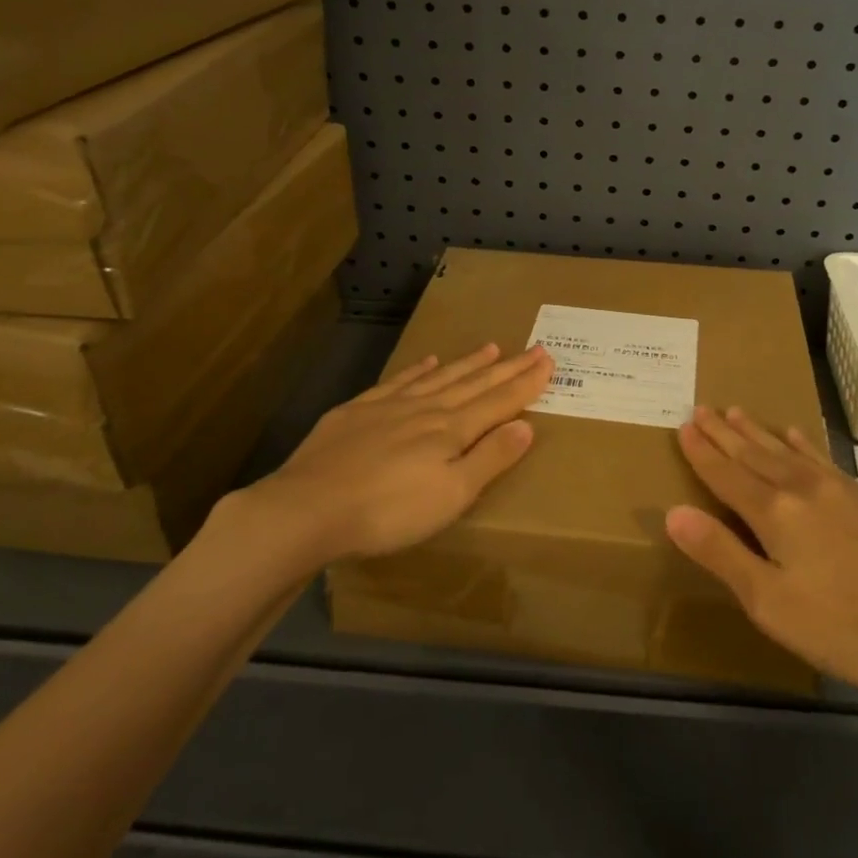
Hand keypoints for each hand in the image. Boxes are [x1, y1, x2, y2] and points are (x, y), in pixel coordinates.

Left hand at [232, 342, 552, 567]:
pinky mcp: (358, 411)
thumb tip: (526, 426)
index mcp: (452, 431)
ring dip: (469, 363)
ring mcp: (390, 406)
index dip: (526, 382)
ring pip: (440, 377)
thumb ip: (490, 459)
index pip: (499, 401)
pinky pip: (399, 381)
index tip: (548, 360)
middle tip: (534, 348)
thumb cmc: (389, 511)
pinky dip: (419, 369)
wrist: (309, 507)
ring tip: (492, 347)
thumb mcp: (451, 495)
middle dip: (508, 367)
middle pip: (475, 383)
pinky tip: (430, 361)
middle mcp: (427, 409)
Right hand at [667, 406, 857, 719]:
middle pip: (755, 455)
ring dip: (759, 432)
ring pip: (788, 451)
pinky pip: (824, 459)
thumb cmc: (848, 629)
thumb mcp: (771, 604)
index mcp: (776, 513)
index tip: (683, 425)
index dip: (702, 452)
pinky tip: (800, 436)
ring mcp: (843, 491)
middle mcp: (805, 489)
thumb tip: (673, 512)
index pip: (727, 474)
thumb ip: (721, 554)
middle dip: (725, 433)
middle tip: (702, 408)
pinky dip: (805, 444)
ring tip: (737, 411)